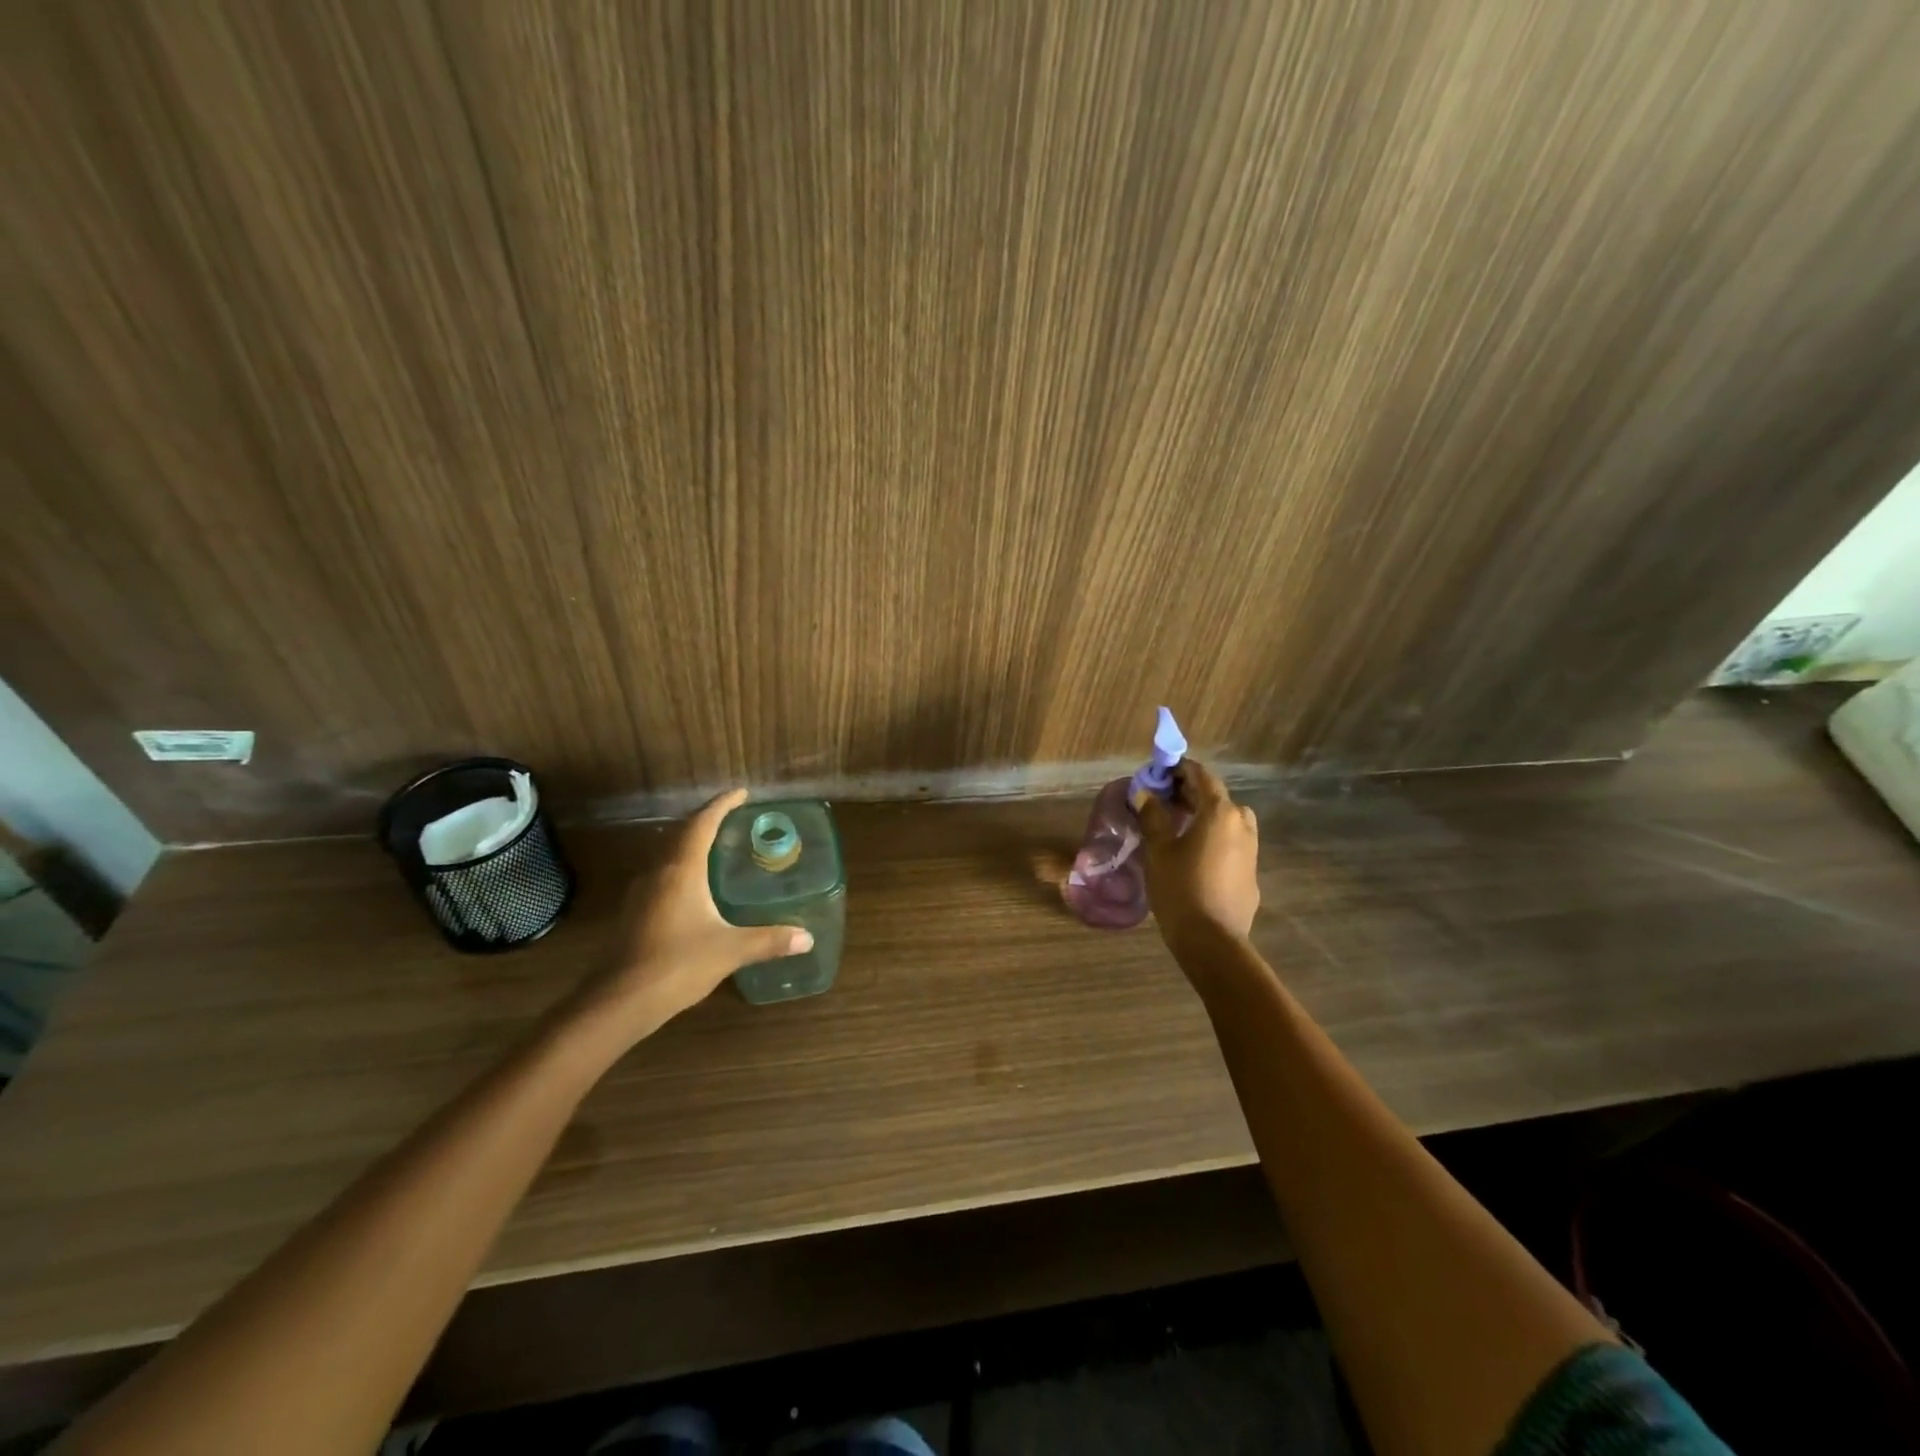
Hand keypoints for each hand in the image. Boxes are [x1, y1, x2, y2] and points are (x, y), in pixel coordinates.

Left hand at [569, 789, 812, 1044]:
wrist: (618, 1001)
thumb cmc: (677, 964)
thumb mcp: (730, 950)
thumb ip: (769, 940)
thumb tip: (806, 938)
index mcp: (681, 870)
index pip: (702, 823)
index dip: (722, 804)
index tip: (742, 793)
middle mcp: (658, 872)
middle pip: (681, 832)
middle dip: (706, 820)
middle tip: (733, 818)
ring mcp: (640, 892)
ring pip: (667, 853)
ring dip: (690, 843)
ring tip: (717, 847)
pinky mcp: (632, 912)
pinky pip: (660, 874)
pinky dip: (680, 867)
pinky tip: (693, 886)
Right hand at [1136, 760, 1260, 945]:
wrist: (1212, 940)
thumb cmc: (1180, 888)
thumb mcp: (1159, 850)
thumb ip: (1152, 816)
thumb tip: (1144, 793)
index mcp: (1220, 812)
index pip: (1202, 776)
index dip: (1180, 770)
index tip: (1160, 773)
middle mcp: (1242, 824)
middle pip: (1217, 797)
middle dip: (1190, 793)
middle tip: (1163, 799)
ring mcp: (1251, 849)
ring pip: (1227, 820)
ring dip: (1204, 815)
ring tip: (1178, 825)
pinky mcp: (1251, 872)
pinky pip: (1232, 843)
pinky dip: (1214, 838)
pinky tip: (1194, 854)